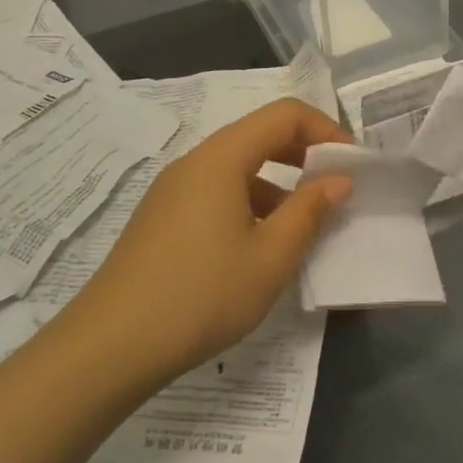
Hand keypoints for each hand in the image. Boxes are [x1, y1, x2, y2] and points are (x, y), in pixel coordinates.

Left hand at [72, 98, 352, 385]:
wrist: (109, 348)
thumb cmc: (201, 295)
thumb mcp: (270, 257)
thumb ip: (310, 211)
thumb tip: (339, 180)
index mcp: (221, 159)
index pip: (284, 115)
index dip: (326, 130)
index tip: (353, 165)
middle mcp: (195, 163)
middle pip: (259, 135)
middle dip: (305, 154)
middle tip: (337, 188)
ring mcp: (173, 191)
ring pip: (239, 168)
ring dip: (280, 184)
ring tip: (305, 226)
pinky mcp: (163, 219)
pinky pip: (218, 194)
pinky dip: (252, 204)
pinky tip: (262, 248)